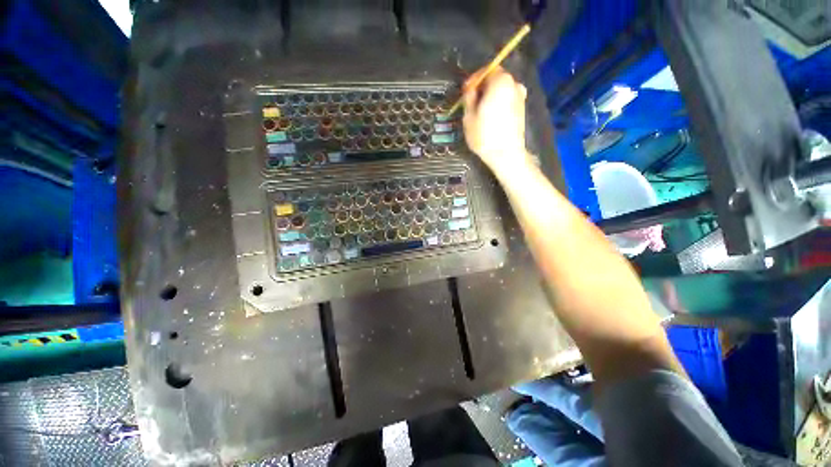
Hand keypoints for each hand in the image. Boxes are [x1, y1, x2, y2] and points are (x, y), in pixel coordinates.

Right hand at [462, 67, 532, 174]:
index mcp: (501, 81)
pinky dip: (498, 104)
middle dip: (482, 88)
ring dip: (490, 97)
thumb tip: (470, 88)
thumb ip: (469, 96)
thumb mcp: (469, 115)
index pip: (487, 70)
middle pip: (495, 80)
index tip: (465, 92)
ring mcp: (520, 98)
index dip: (474, 79)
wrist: (506, 155)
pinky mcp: (521, 110)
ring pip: (501, 91)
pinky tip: (490, 118)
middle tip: (471, 103)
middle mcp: (514, 85)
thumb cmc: (484, 135)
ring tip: (479, 112)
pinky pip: (507, 101)